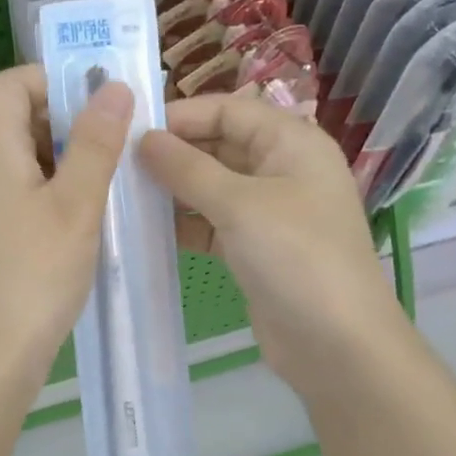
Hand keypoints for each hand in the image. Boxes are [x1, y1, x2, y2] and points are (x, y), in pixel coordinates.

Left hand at [0, 65, 132, 379]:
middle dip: (67, 117)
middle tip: (117, 135)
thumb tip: (111, 86)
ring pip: (27, 159)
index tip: (95, 96)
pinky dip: (60, 189)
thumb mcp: (75, 205)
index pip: (5, 85)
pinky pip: (29, 193)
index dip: (47, 78)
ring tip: (114, 173)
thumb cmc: (33, 276)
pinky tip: (93, 213)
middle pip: (16, 119)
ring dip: (68, 156)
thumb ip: (95, 144)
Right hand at [140, 95, 402, 394]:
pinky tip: (146, 229)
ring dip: (173, 189)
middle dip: (173, 152)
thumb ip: (188, 168)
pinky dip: (184, 223)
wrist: (337, 345)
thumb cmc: (295, 257)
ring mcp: (269, 211)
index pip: (229, 110)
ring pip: (212, 185)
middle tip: (118, 164)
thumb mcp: (239, 204)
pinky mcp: (255, 247)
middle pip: (219, 145)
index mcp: (292, 142)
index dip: (182, 116)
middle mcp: (282, 169)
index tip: (130, 130)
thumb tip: (143, 138)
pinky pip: (212, 222)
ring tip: (124, 194)